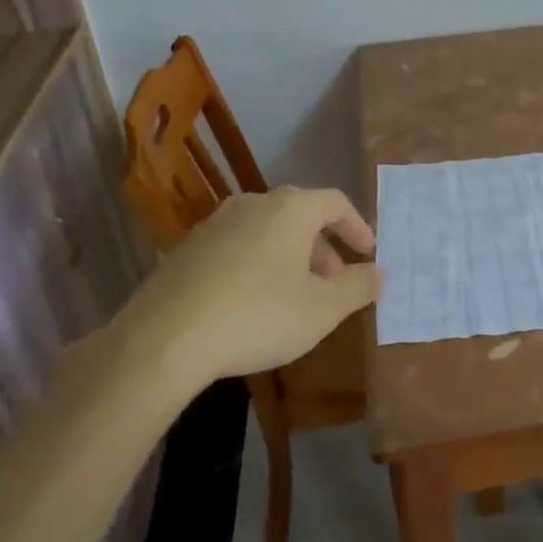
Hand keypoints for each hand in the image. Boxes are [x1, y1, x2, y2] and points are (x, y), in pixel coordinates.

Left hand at [105, 187, 380, 402]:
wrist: (163, 339)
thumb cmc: (257, 316)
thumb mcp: (321, 310)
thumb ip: (358, 288)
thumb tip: (379, 273)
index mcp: (291, 208)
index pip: (336, 202)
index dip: (357, 227)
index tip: (368, 254)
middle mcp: (254, 203)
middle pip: (301, 215)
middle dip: (323, 249)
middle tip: (333, 284)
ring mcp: (216, 222)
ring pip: (268, 230)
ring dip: (290, 257)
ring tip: (294, 297)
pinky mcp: (188, 247)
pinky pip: (237, 246)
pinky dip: (257, 264)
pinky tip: (251, 303)